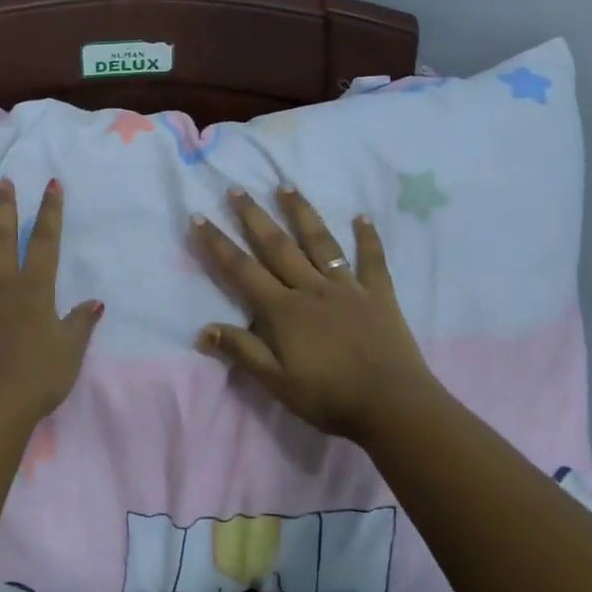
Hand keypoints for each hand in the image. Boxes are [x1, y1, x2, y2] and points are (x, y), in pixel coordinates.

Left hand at [0, 178, 103, 433]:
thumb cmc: (36, 380)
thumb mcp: (70, 352)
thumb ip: (80, 323)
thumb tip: (95, 301)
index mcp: (33, 291)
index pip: (45, 243)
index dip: (49, 212)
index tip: (51, 184)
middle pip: (2, 239)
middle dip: (4, 208)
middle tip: (2, 182)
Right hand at [190, 186, 437, 441]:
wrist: (392, 405)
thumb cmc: (329, 397)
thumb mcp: (276, 382)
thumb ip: (242, 351)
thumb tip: (203, 329)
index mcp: (283, 310)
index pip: (242, 270)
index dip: (217, 244)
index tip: (199, 217)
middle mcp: (311, 288)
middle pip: (277, 246)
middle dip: (253, 216)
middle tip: (237, 189)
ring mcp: (347, 287)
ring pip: (319, 242)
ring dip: (301, 213)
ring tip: (286, 186)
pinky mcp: (378, 294)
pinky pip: (372, 260)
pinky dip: (368, 237)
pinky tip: (362, 216)